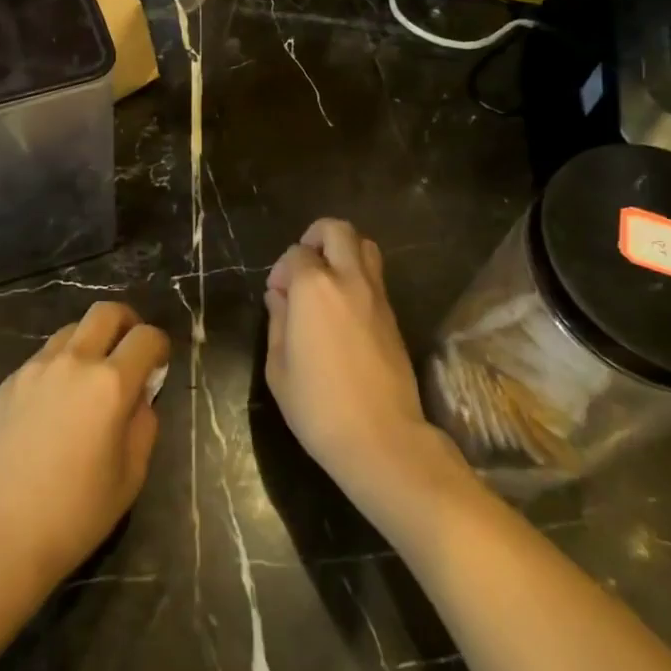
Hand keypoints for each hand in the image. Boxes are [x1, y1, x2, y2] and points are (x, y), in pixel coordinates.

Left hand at [0, 302, 169, 597]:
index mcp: (110, 384)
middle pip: (106, 312)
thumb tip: (140, 397)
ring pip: (71, 330)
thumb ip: (143, 425)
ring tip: (89, 378)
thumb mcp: (130, 477)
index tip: (158, 364)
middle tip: (129, 351)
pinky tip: (54, 403)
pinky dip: (60, 365)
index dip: (159, 346)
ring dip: (90, 342)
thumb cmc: (74, 514)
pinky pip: (43, 357)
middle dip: (127, 323)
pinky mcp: (8, 382)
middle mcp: (74, 362)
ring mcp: (35, 368)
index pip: (146, 337)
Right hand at [265, 219, 455, 511]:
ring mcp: (377, 296)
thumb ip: (277, 321)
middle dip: (315, 237)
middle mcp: (348, 280)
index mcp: (314, 287)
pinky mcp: (394, 316)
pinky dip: (357, 276)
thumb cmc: (318, 406)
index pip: (296, 253)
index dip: (282, 270)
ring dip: (342, 251)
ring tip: (325, 282)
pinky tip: (342, 309)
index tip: (276, 297)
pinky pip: (375, 276)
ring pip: (365, 246)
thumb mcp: (278, 367)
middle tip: (302, 267)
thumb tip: (279, 298)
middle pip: (337, 231)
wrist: (382, 439)